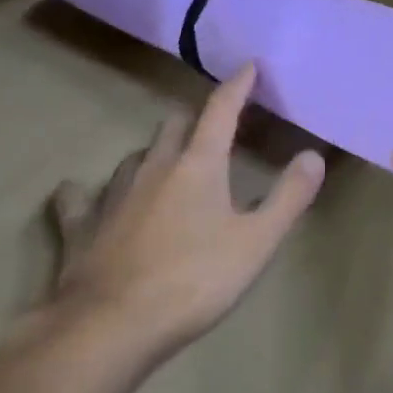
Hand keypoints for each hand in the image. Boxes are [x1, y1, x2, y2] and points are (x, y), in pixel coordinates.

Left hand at [39, 64, 324, 362]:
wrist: (110, 326)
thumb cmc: (193, 281)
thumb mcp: (256, 242)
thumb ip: (288, 197)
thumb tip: (313, 155)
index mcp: (198, 164)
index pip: (221, 110)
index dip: (237, 85)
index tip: (248, 66)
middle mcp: (154, 166)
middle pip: (175, 125)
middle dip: (196, 121)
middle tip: (214, 132)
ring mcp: (112, 193)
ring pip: (136, 156)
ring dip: (155, 153)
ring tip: (167, 165)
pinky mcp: (80, 224)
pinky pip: (82, 197)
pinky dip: (89, 193)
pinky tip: (87, 198)